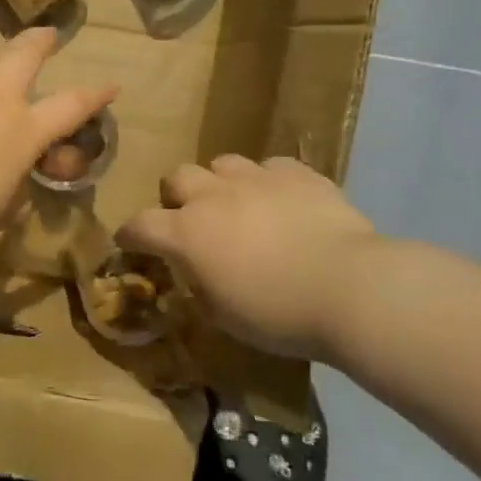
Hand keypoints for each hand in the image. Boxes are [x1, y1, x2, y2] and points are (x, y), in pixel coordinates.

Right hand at [119, 156, 376, 360]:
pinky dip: (269, 182)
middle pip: (177, 177)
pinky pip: (271, 167)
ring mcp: (256, 179)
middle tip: (192, 219)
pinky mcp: (297, 173)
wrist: (348, 287)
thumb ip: (199, 289)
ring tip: (238, 204)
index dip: (131, 234)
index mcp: (187, 233)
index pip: (141, 225)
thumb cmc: (278, 314)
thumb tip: (194, 276)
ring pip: (222, 163)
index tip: (131, 243)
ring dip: (221, 183)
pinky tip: (283, 201)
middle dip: (177, 196)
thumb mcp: (224, 317)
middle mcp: (213, 196)